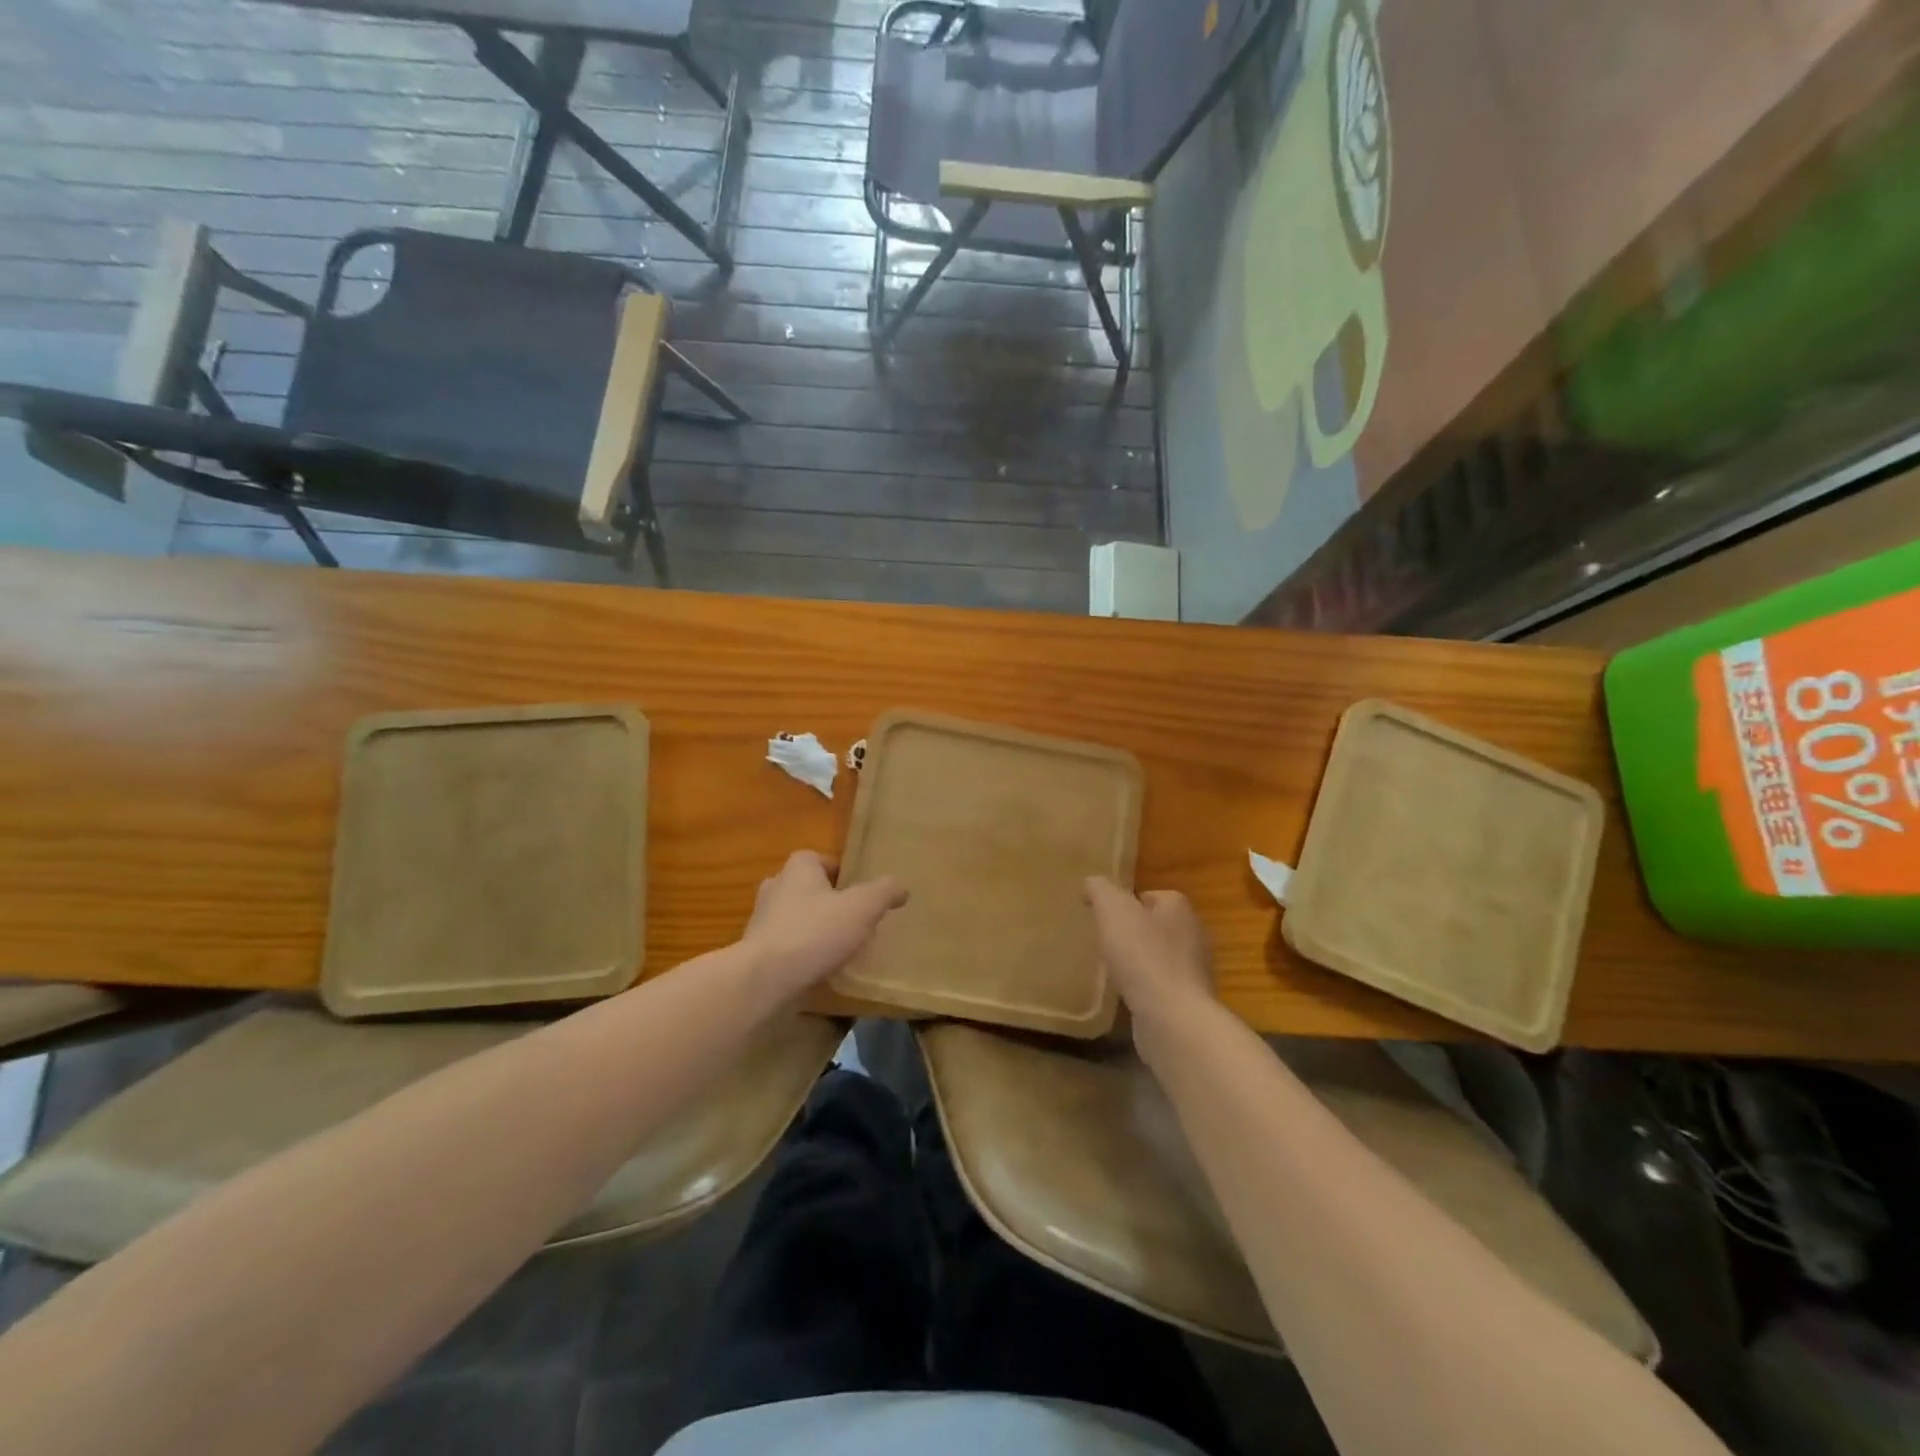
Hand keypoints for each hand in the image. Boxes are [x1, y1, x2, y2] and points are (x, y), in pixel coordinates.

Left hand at [741, 851, 907, 1001]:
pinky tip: (818, 968)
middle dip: (827, 901)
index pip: (821, 860)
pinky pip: (785, 944)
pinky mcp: (756, 951)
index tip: (860, 893)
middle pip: (807, 888)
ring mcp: (761, 920)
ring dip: (812, 927)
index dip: (842, 874)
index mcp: (798, 868)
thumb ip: (883, 892)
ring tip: (838, 947)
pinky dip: (800, 952)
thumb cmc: (815, 932)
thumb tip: (901, 886)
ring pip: (794, 917)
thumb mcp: (862, 907)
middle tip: (852, 919)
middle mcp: (775, 887)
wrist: (765, 978)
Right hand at [1084, 877, 1216, 1041]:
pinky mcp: (1188, 1001)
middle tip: (1105, 939)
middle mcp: (1193, 935)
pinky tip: (1126, 994)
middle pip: (1157, 925)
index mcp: (1180, 908)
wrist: (1172, 1017)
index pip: (1152, 895)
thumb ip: (1100, 890)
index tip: (1103, 914)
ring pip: (1160, 956)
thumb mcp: (1113, 909)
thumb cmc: (1143, 955)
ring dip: (1140, 960)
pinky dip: (1145, 987)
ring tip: (1112, 968)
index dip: (1126, 901)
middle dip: (1134, 931)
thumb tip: (1091, 883)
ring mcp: (1194, 971)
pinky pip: (1162, 986)